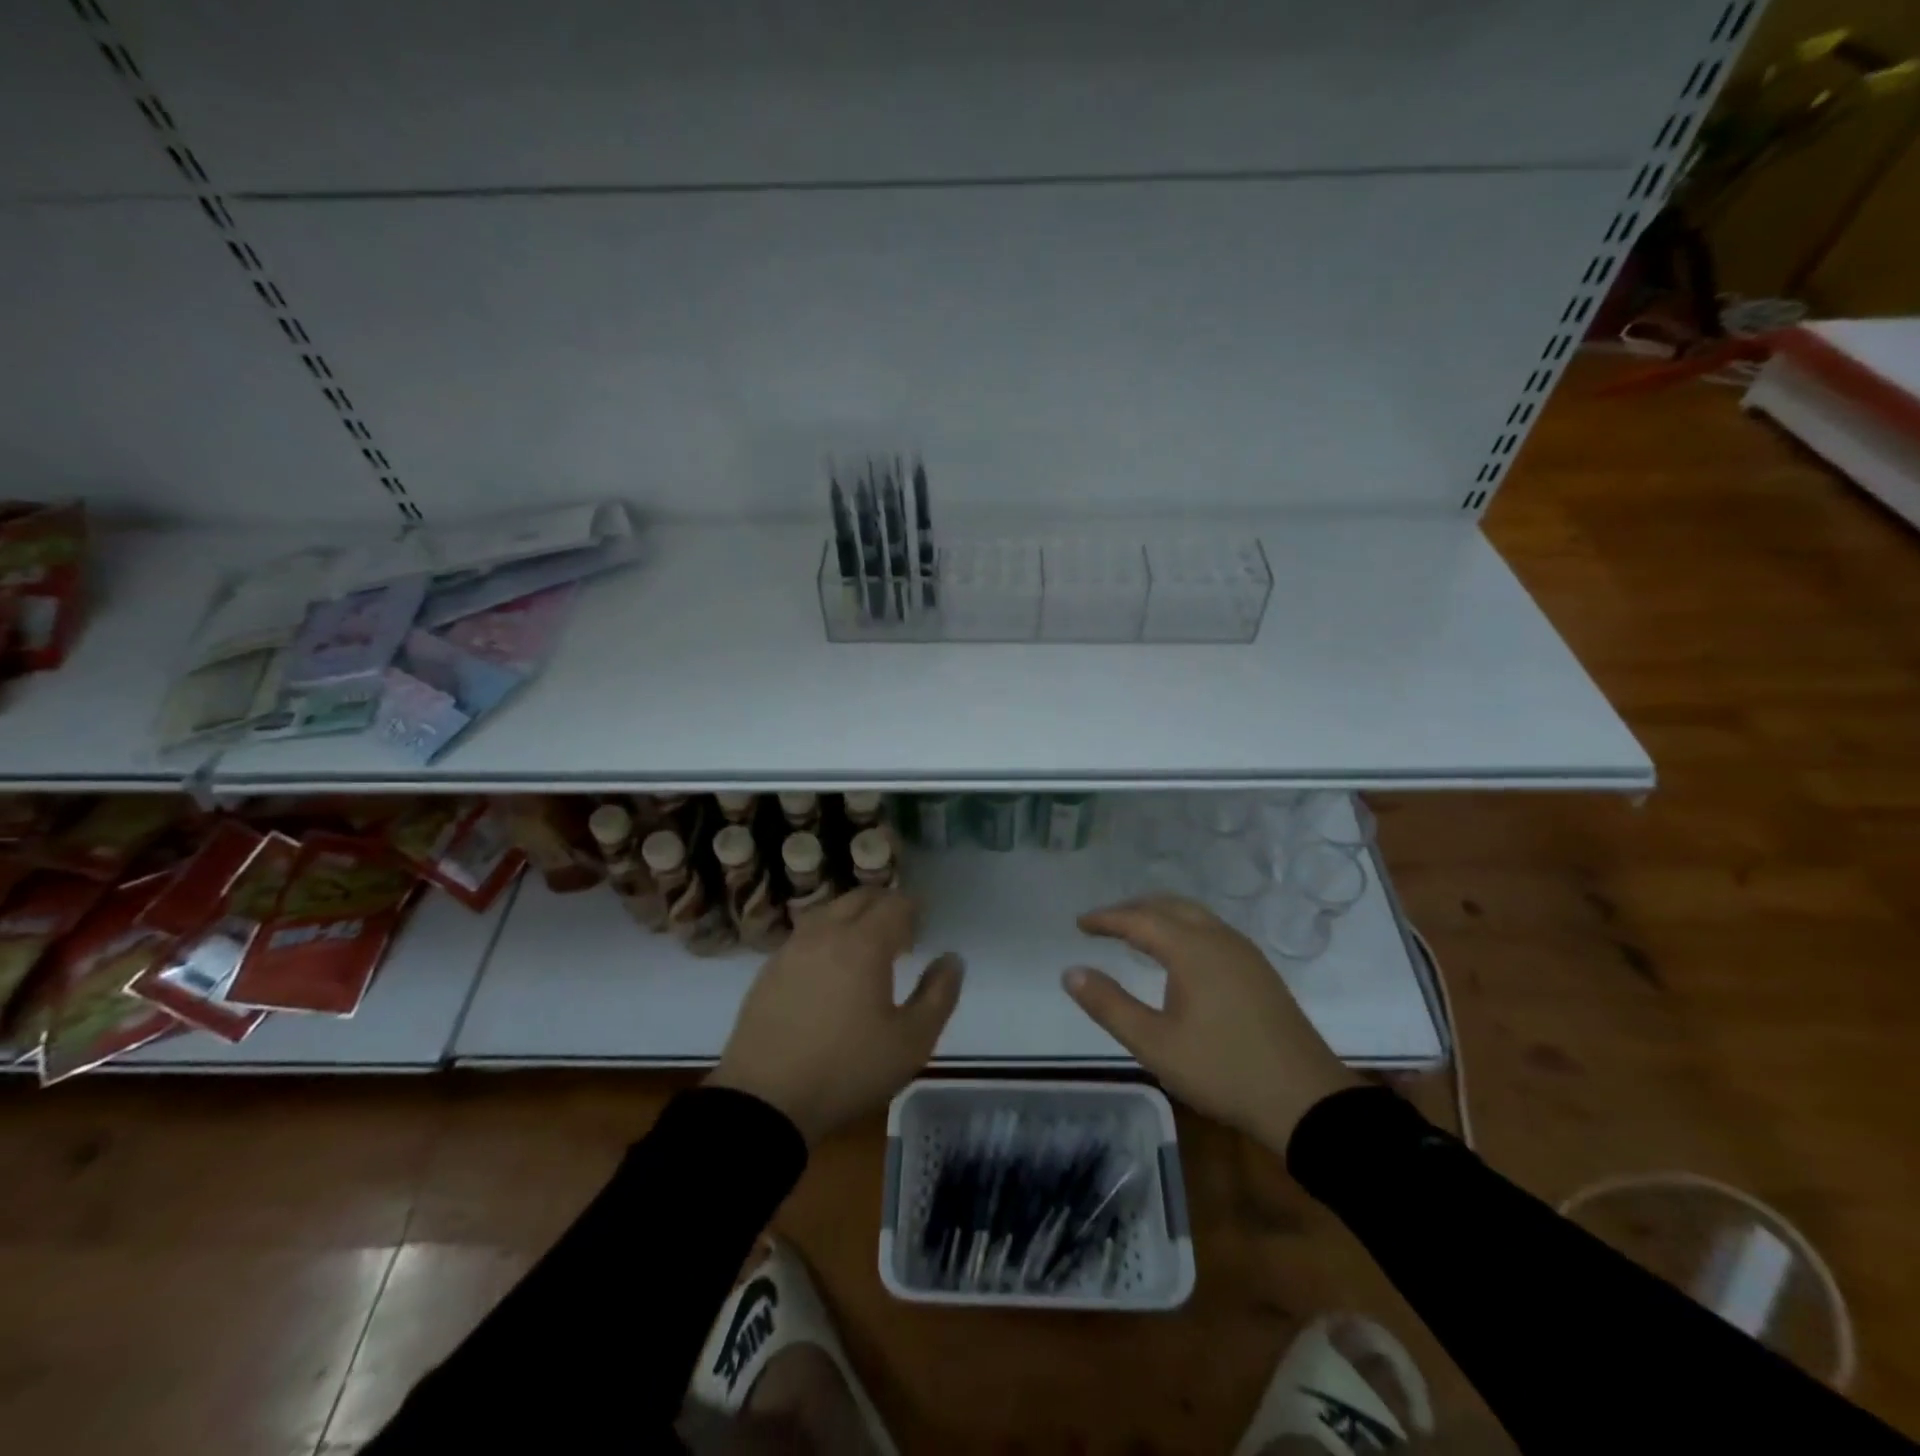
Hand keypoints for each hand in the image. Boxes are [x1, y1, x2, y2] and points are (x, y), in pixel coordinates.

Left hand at [708, 887, 962, 1144]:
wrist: (764, 1102)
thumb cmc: (847, 1069)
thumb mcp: (911, 1042)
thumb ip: (939, 994)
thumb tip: (951, 959)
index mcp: (863, 943)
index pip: (894, 904)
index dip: (913, 909)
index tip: (923, 926)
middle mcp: (826, 933)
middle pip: (859, 898)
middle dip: (885, 906)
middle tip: (901, 934)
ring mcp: (792, 949)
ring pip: (828, 911)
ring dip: (853, 917)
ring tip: (866, 948)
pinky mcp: (769, 970)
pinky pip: (805, 934)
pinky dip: (826, 936)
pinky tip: (829, 968)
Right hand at [1065, 895, 1357, 1151]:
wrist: (1306, 1101)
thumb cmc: (1223, 1070)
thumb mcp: (1155, 1044)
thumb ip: (1109, 1005)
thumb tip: (1071, 972)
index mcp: (1192, 949)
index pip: (1139, 919)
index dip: (1106, 919)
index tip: (1080, 923)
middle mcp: (1219, 938)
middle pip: (1168, 906)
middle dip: (1132, 909)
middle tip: (1103, 924)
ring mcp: (1244, 952)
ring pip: (1193, 914)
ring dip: (1159, 916)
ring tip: (1134, 933)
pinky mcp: (1259, 970)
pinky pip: (1210, 929)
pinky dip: (1182, 927)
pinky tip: (1177, 955)